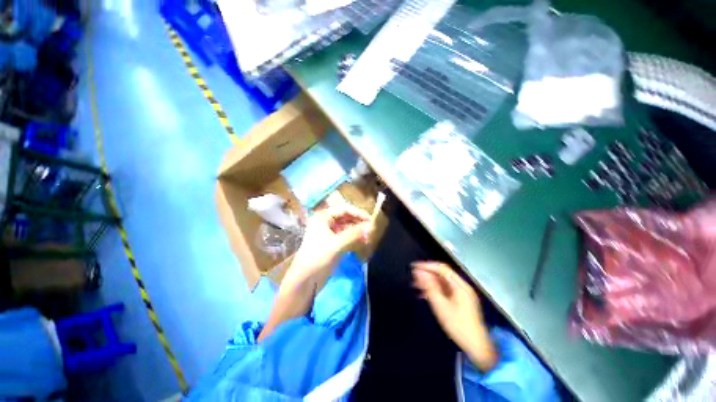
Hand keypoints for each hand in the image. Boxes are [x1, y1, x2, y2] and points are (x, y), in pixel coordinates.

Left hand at [259, 205, 375, 342]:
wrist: (304, 281)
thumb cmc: (318, 258)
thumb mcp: (337, 244)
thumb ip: (354, 234)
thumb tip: (370, 227)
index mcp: (323, 217)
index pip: (344, 210)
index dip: (358, 213)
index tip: (371, 219)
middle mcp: (325, 222)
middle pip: (345, 218)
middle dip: (358, 222)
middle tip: (371, 228)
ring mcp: (328, 233)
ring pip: (346, 227)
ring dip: (357, 230)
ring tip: (368, 235)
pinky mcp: (331, 243)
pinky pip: (345, 236)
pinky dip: (353, 238)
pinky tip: (362, 241)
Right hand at [412, 261, 497, 370]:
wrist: (477, 347)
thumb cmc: (458, 326)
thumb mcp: (441, 306)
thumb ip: (429, 287)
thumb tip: (419, 273)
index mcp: (460, 286)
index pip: (442, 268)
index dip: (427, 266)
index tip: (414, 267)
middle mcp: (462, 286)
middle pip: (442, 274)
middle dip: (426, 274)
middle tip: (413, 277)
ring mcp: (461, 294)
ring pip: (442, 282)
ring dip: (429, 282)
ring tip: (415, 285)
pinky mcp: (459, 301)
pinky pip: (444, 290)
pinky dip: (434, 290)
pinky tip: (424, 294)